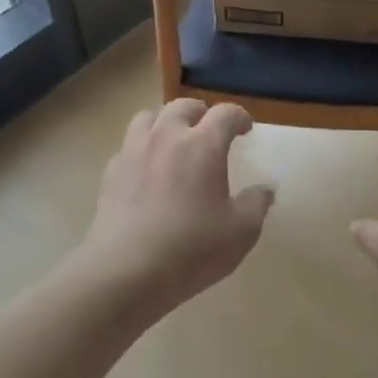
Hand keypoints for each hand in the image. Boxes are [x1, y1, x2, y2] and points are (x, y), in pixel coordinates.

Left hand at [81, 99, 274, 313]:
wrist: (126, 271)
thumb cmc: (192, 249)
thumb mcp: (241, 232)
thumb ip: (257, 204)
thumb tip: (266, 189)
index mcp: (203, 144)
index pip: (225, 114)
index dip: (239, 117)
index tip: (245, 129)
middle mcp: (166, 136)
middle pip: (183, 106)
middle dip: (201, 113)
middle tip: (209, 130)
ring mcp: (134, 151)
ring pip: (148, 117)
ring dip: (165, 122)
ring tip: (173, 140)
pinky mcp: (111, 171)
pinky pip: (128, 146)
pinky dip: (141, 149)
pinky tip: (147, 170)